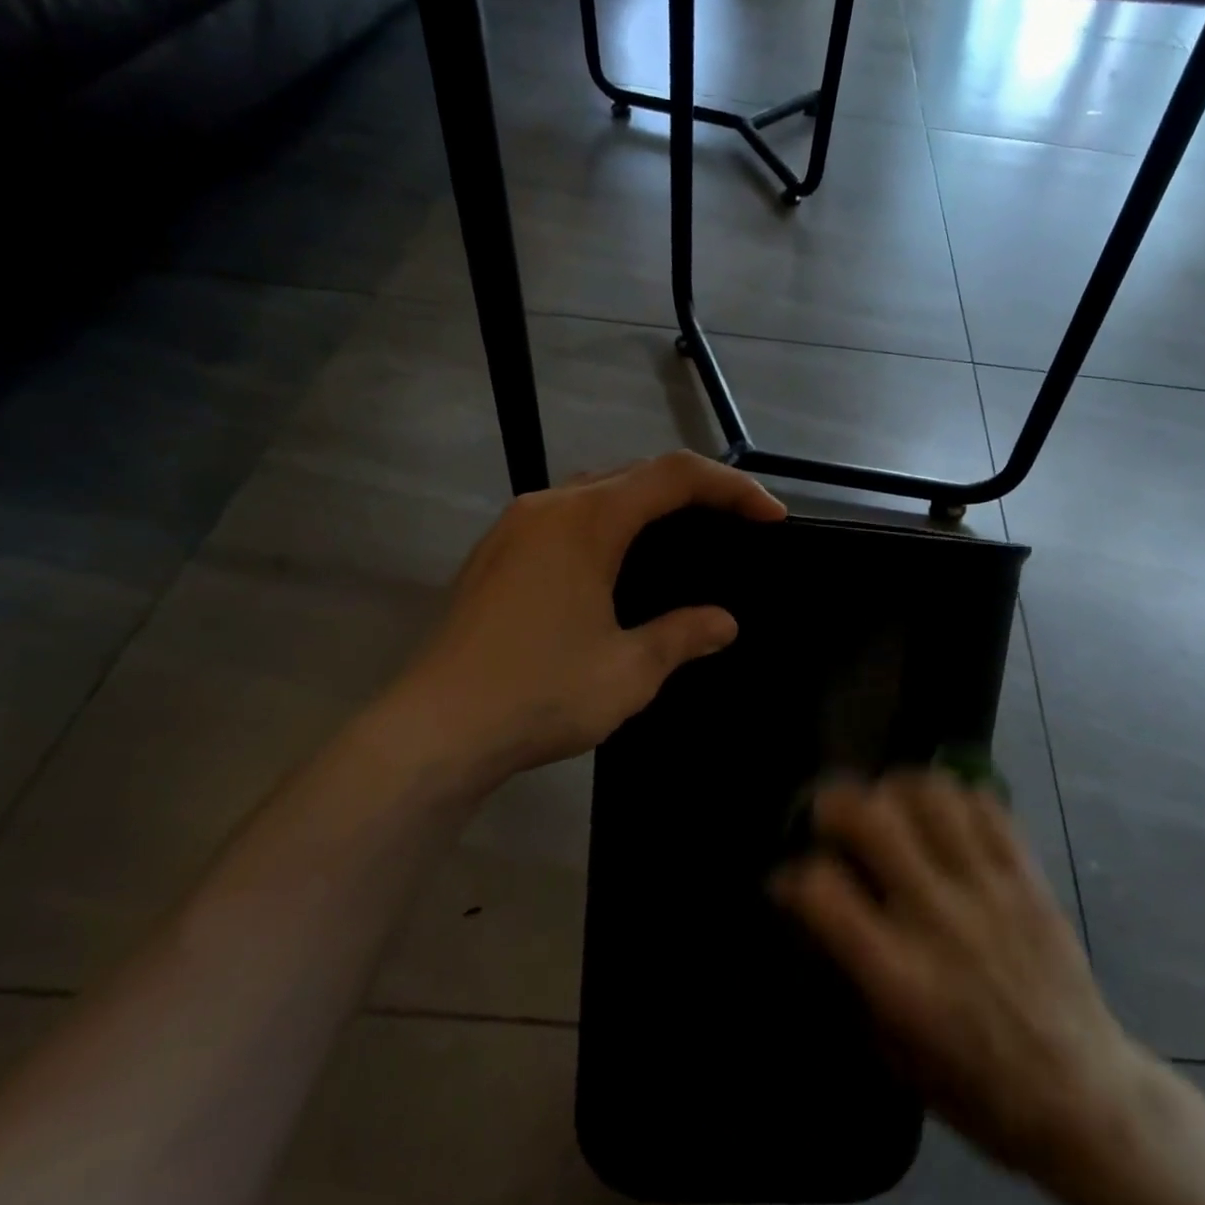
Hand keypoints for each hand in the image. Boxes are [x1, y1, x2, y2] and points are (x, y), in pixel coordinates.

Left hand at [376, 452, 784, 785]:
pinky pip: (565, 515)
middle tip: (736, 522)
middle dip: (695, 489)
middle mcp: (549, 506)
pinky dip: (608, 521)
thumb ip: (682, 636)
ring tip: (685, 535)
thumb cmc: (540, 694)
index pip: (675, 476)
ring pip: (597, 489)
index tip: (771, 517)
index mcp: (588, 521)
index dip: (732, 487)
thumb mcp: (629, 671)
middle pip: (636, 472)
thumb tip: (723, 623)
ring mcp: (514, 527)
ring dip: (648, 502)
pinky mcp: (495, 554)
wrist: (433, 731)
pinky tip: (618, 562)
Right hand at [771, 773, 1139, 1178]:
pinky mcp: (1026, 874)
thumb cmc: (976, 1088)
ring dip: (896, 788)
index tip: (791, 881)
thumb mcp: (893, 1053)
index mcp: (898, 975)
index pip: (822, 889)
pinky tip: (943, 814)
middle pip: (871, 817)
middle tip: (832, 818)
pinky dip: (955, 796)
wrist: (1082, 1095)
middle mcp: (937, 917)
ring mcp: (987, 888)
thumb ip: (849, 972)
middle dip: (835, 803)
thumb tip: (812, 909)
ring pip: (929, 793)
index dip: (793, 876)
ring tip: (889, 805)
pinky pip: (985, 803)